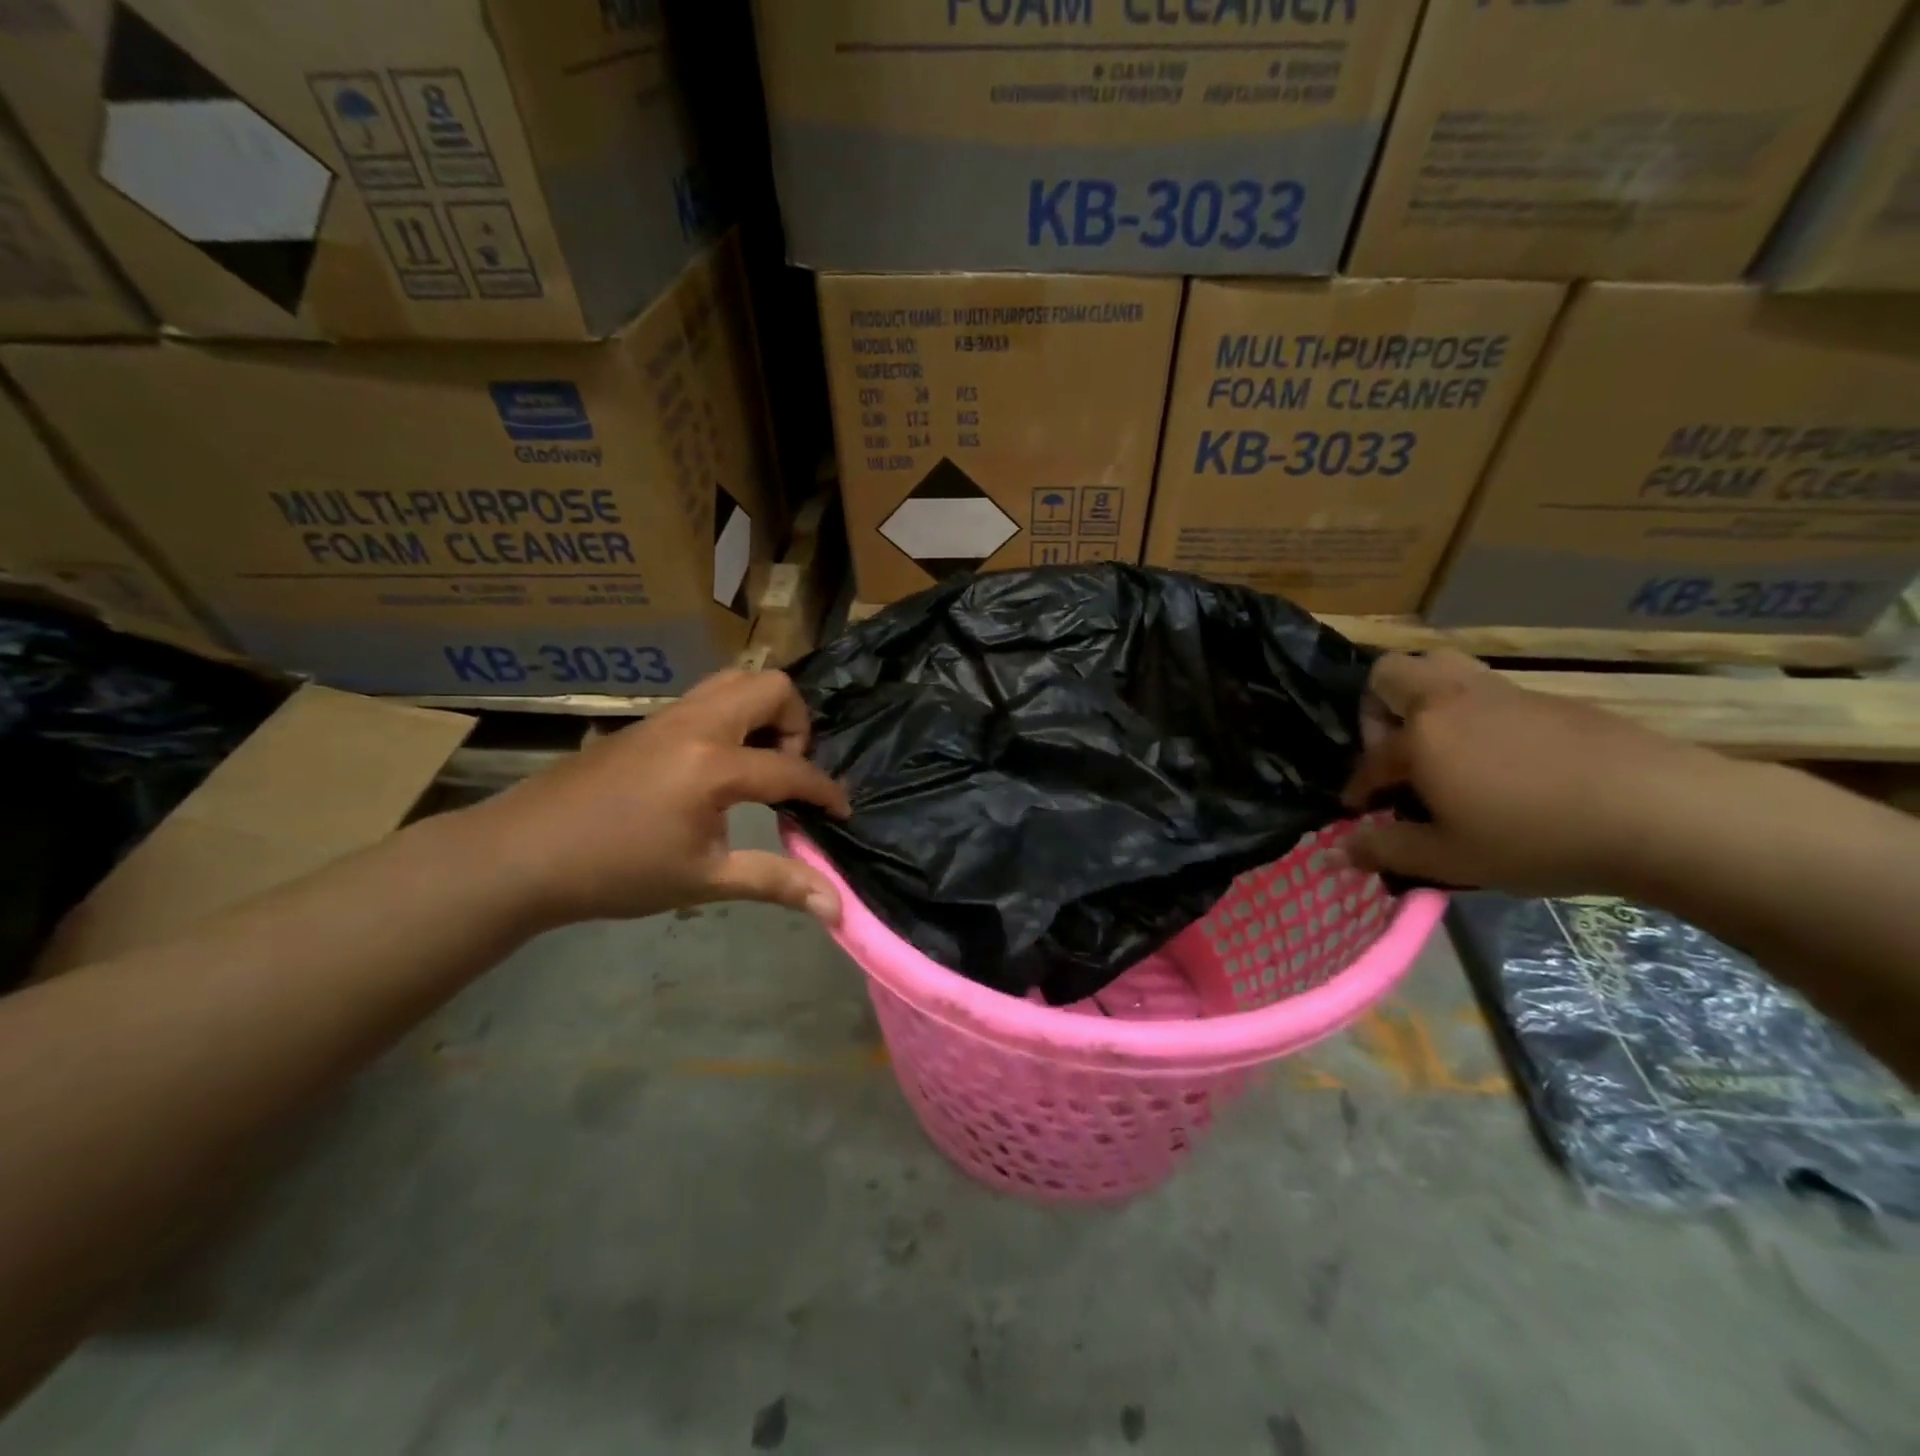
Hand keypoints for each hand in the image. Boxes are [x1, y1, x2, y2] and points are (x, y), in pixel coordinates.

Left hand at [468, 669, 850, 927]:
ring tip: (757, 763)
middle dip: (797, 725)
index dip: (825, 791)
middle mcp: (697, 724)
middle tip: (785, 773)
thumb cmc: (615, 871)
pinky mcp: (649, 721)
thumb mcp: (703, 880)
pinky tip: (718, 767)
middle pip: (772, 687)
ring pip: (737, 681)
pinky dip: (734, 716)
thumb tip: (836, 909)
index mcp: (713, 765)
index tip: (841, 812)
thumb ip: (775, 882)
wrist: (523, 853)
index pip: (791, 769)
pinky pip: (709, 697)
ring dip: (763, 713)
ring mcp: (670, 715)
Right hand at [1341, 650, 1721, 896]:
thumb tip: (1338, 852)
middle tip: (1395, 752)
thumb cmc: (1537, 837)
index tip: (1361, 813)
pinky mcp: (1547, 699)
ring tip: (1438, 746)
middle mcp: (1451, 700)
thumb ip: (1386, 851)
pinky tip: (1497, 759)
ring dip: (1423, 698)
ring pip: (1441, 667)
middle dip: (1377, 708)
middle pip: (1391, 672)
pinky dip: (1471, 713)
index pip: (1370, 758)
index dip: (1358, 787)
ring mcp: (1502, 693)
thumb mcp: (1450, 858)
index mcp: (1421, 735)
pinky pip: (1487, 689)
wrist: (1661, 811)